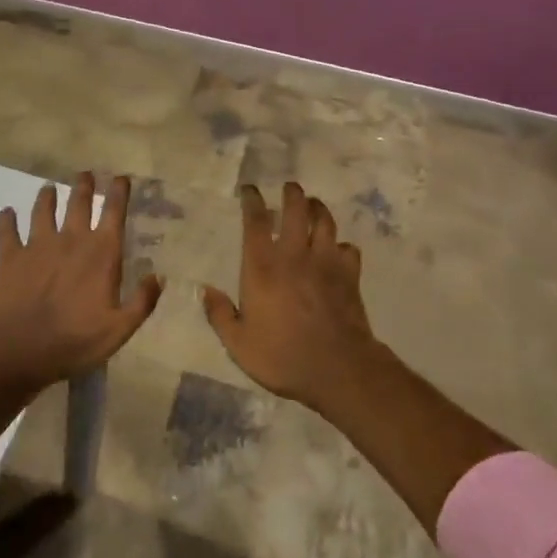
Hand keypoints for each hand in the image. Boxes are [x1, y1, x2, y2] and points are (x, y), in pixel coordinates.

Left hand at [0, 172, 160, 392]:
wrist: (16, 352)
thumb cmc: (73, 342)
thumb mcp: (119, 330)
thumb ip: (142, 302)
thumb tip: (159, 276)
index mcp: (100, 253)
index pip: (113, 212)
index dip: (119, 192)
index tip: (120, 177)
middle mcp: (70, 239)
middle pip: (78, 202)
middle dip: (84, 185)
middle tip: (85, 174)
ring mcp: (37, 245)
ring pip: (43, 210)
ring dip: (47, 196)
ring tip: (49, 188)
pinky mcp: (9, 257)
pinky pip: (7, 231)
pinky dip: (6, 220)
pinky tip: (6, 213)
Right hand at [201, 182, 381, 410]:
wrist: (337, 368)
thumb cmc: (282, 356)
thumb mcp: (239, 344)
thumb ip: (220, 315)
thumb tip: (207, 291)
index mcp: (263, 266)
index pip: (255, 221)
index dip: (252, 200)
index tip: (250, 190)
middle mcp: (294, 254)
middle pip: (296, 209)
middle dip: (292, 193)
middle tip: (290, 188)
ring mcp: (325, 261)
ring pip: (325, 221)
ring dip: (318, 209)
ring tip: (314, 206)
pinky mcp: (349, 274)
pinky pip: (348, 248)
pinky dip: (342, 246)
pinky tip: (338, 251)